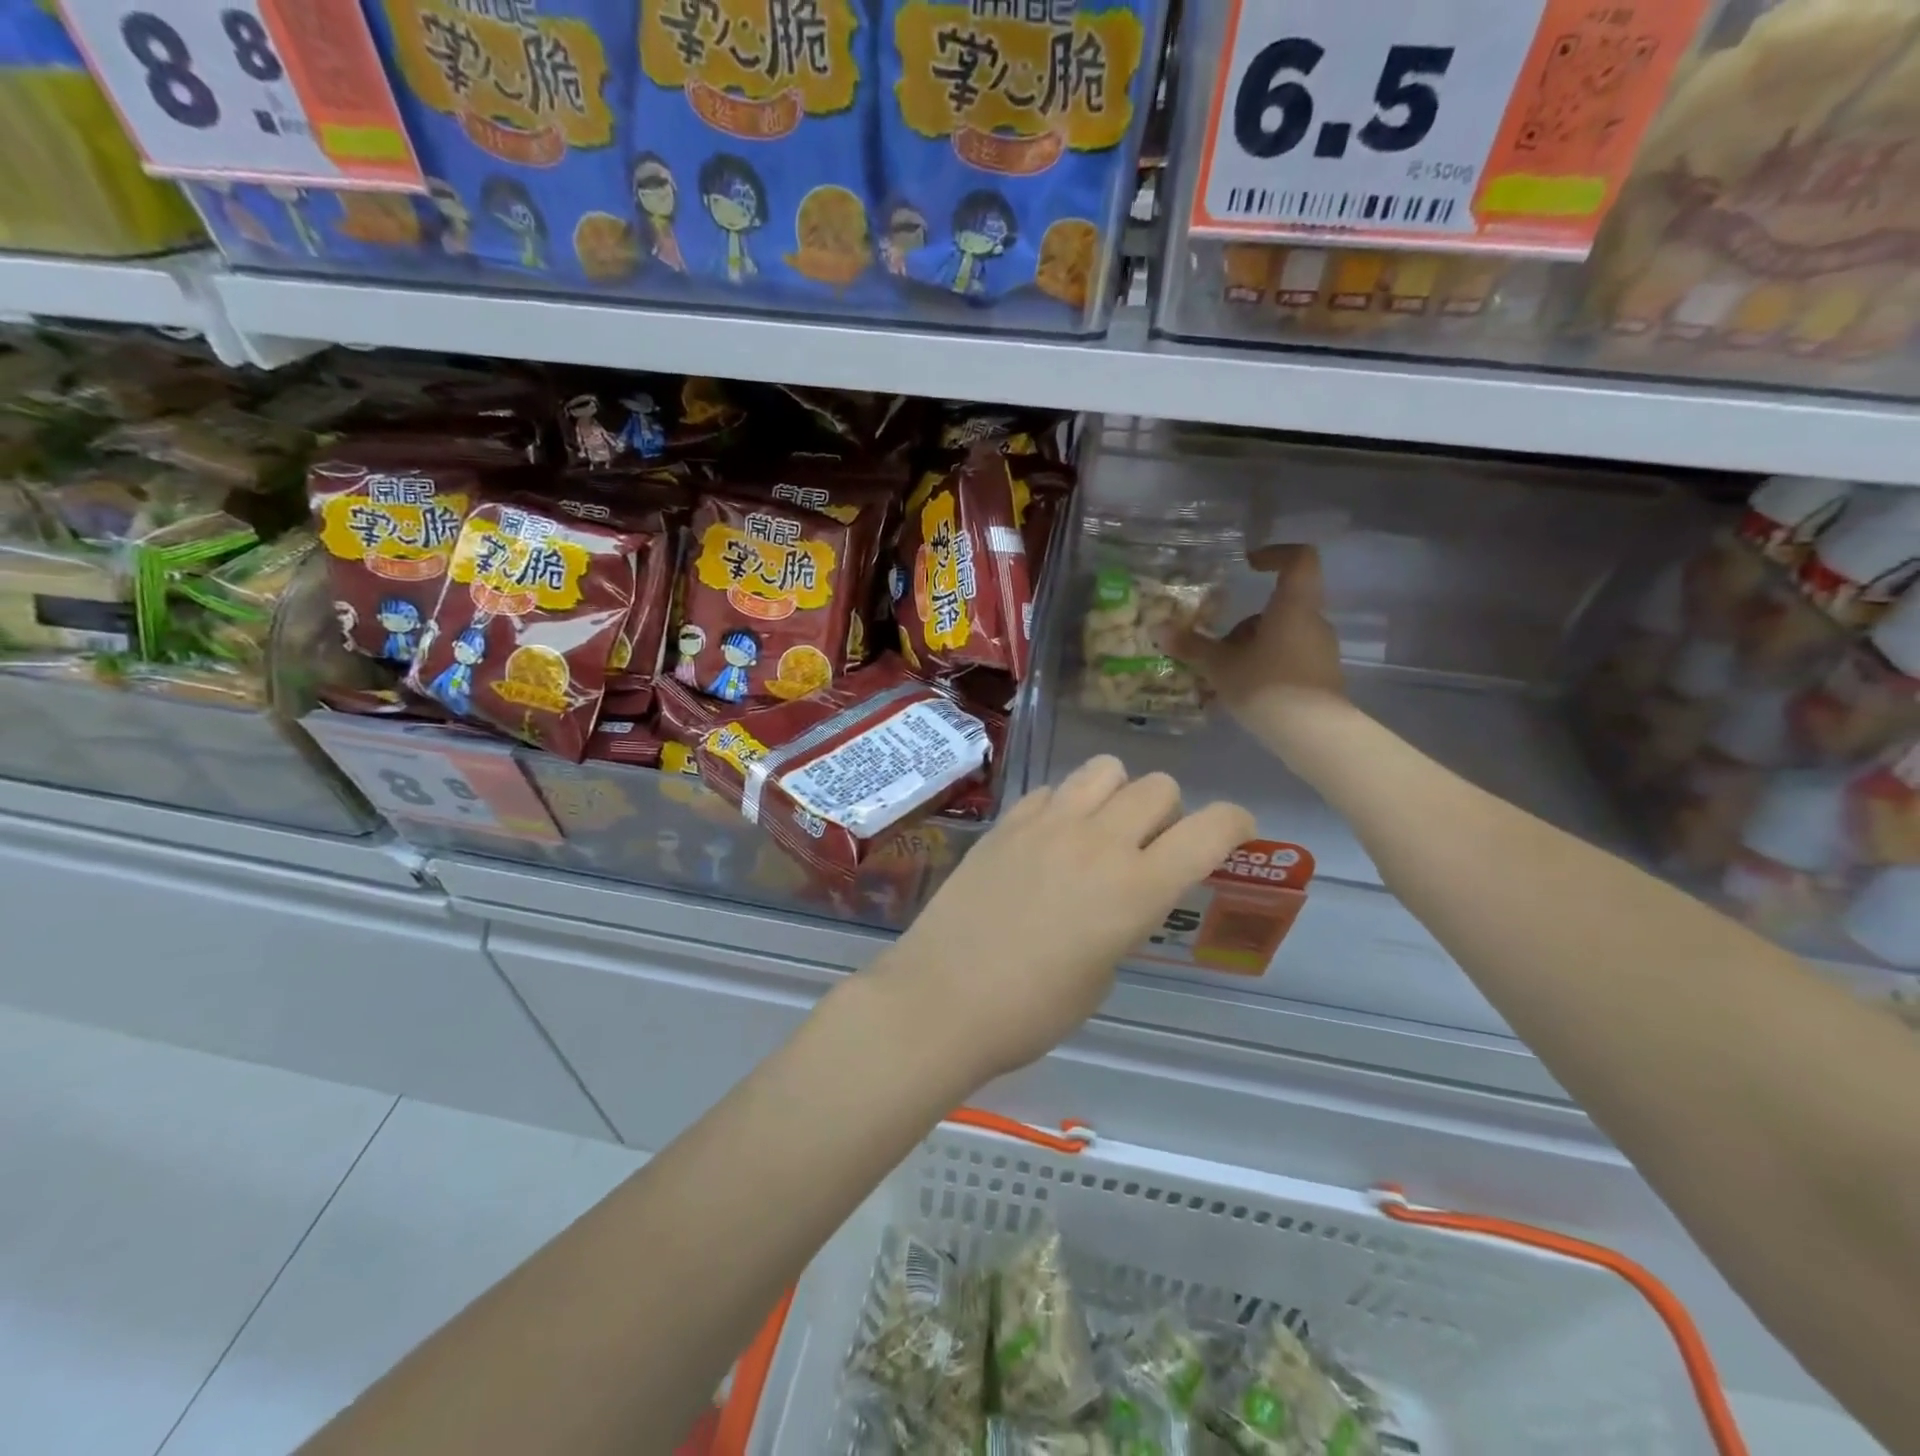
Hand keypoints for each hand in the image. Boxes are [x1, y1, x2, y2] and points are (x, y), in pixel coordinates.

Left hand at [875, 757, 1255, 1085]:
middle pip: (1158, 786)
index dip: (1234, 823)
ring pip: (1105, 770)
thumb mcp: (1101, 976)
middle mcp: (1098, 842)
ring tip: (1099, 830)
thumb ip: (1124, 919)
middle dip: (1169, 811)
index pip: (1209, 829)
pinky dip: (1064, 805)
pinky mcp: (1007, 822)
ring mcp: (1047, 824)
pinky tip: (1047, 840)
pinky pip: (1052, 790)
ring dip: (1117, 794)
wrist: (941, 999)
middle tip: (1149, 847)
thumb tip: (1119, 895)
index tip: (1233, 833)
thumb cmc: (1030, 1012)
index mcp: (1136, 890)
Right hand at [1168, 544, 1345, 744]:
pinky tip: (1241, 693)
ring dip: (1252, 648)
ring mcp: (1320, 650)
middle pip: (1280, 607)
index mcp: (1293, 606)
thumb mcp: (1221, 666)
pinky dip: (1265, 668)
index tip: (1249, 565)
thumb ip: (1193, 646)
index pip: (1300, 559)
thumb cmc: (1266, 686)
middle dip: (1246, 623)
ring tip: (1223, 676)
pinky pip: (1288, 660)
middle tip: (1218, 644)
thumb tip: (1159, 630)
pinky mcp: (1321, 677)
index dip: (1275, 554)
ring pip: (1282, 636)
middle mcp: (1313, 622)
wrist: (1313, 734)